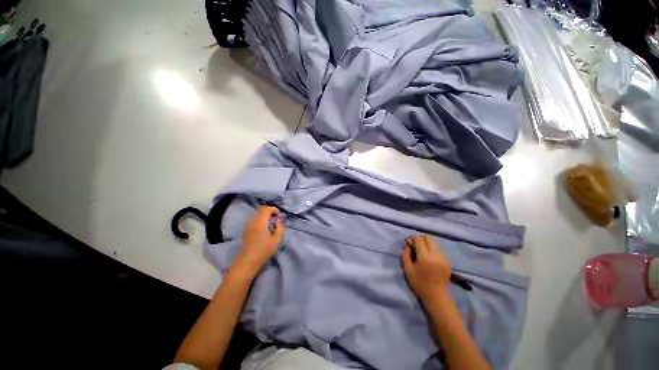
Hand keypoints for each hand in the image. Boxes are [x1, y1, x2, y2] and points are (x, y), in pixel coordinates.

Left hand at [231, 206, 284, 278]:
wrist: (247, 262)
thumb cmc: (264, 251)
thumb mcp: (277, 240)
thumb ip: (280, 228)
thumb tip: (279, 220)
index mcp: (260, 222)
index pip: (267, 209)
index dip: (274, 210)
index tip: (279, 216)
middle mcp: (253, 221)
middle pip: (261, 209)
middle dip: (270, 211)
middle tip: (276, 219)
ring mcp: (248, 225)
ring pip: (257, 214)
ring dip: (265, 215)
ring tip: (271, 224)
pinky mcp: (246, 230)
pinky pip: (254, 219)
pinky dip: (260, 219)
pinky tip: (264, 228)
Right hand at [402, 235, 451, 302]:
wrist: (437, 297)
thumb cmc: (420, 284)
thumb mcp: (408, 269)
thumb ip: (405, 255)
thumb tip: (407, 245)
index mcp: (425, 257)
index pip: (419, 239)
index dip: (412, 238)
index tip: (408, 242)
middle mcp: (436, 254)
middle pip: (428, 238)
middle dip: (420, 238)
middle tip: (414, 245)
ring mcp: (443, 257)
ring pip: (435, 242)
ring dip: (427, 243)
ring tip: (421, 250)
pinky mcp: (447, 261)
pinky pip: (439, 249)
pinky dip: (432, 248)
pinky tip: (428, 256)